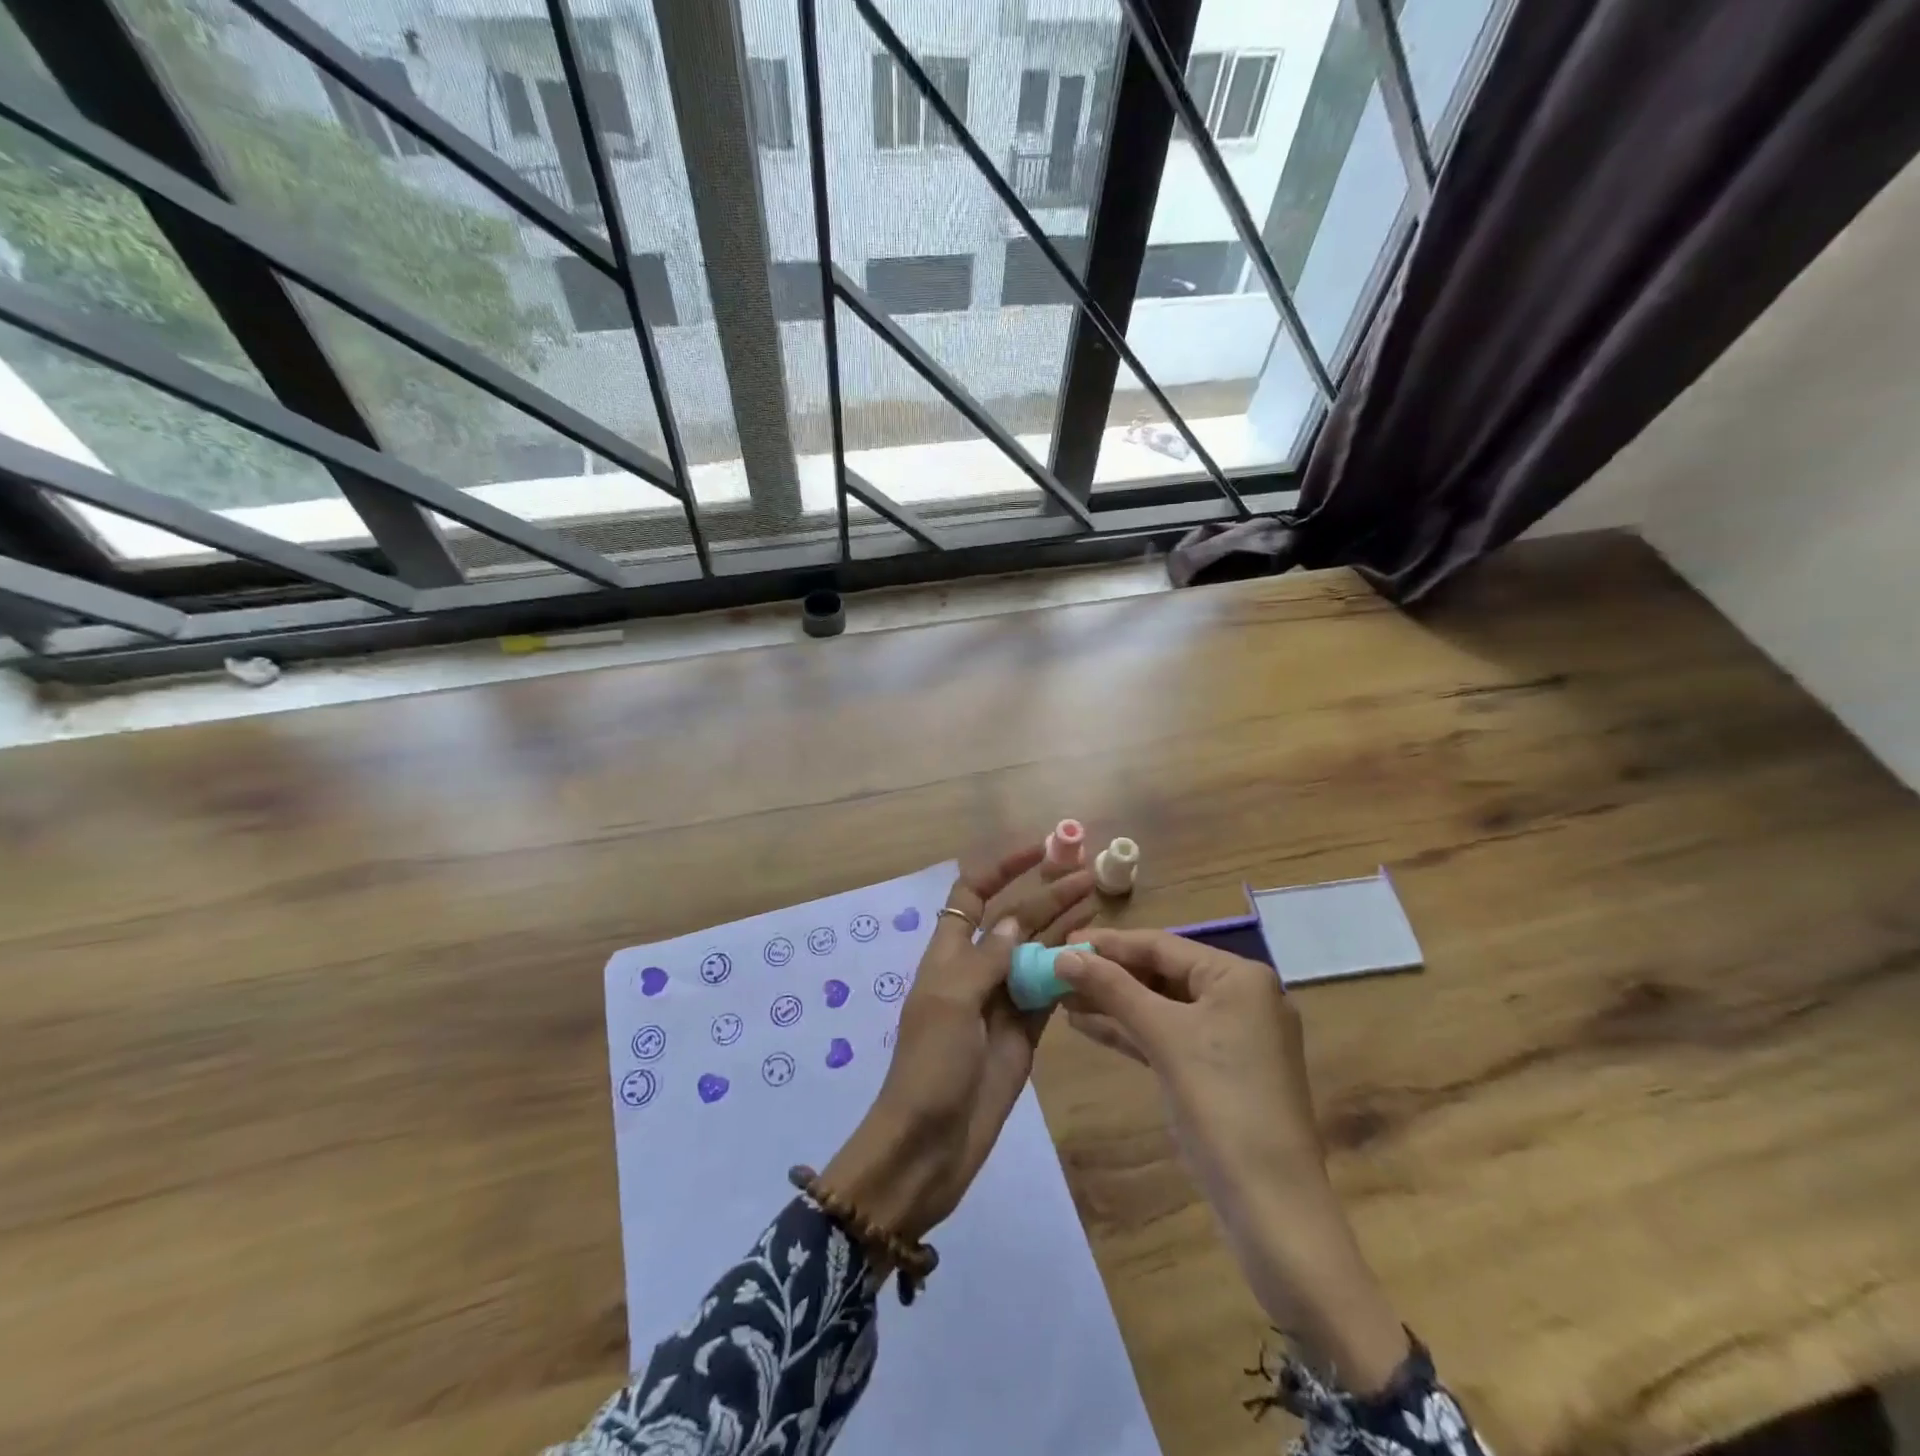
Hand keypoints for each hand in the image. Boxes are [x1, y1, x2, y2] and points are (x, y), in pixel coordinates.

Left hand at [821, 845, 1094, 1240]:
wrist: (929, 1146)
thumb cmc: (931, 1067)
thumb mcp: (950, 1003)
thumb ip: (987, 959)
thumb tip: (1018, 919)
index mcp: (950, 954)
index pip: (973, 894)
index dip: (1002, 869)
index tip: (1038, 850)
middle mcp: (978, 970)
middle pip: (1015, 919)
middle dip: (1047, 895)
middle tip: (1089, 875)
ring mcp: (1004, 1001)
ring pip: (1038, 952)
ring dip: (1064, 927)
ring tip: (1099, 902)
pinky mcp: (1026, 1033)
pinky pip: (1051, 991)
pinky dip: (1071, 972)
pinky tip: (1097, 955)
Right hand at [1055, 930, 1409, 1389]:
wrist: (1273, 1209)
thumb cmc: (1222, 1105)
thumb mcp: (1164, 1037)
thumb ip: (1112, 989)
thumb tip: (1063, 954)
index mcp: (1239, 977)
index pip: (1162, 945)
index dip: (1108, 943)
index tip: (1061, 941)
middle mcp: (1241, 997)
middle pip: (1161, 973)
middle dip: (1108, 974)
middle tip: (1056, 970)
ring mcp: (1232, 1036)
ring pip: (1161, 1006)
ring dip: (1113, 1002)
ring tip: (1060, 997)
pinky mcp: (1219, 1071)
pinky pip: (1168, 1036)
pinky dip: (1131, 1031)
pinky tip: (1087, 1025)